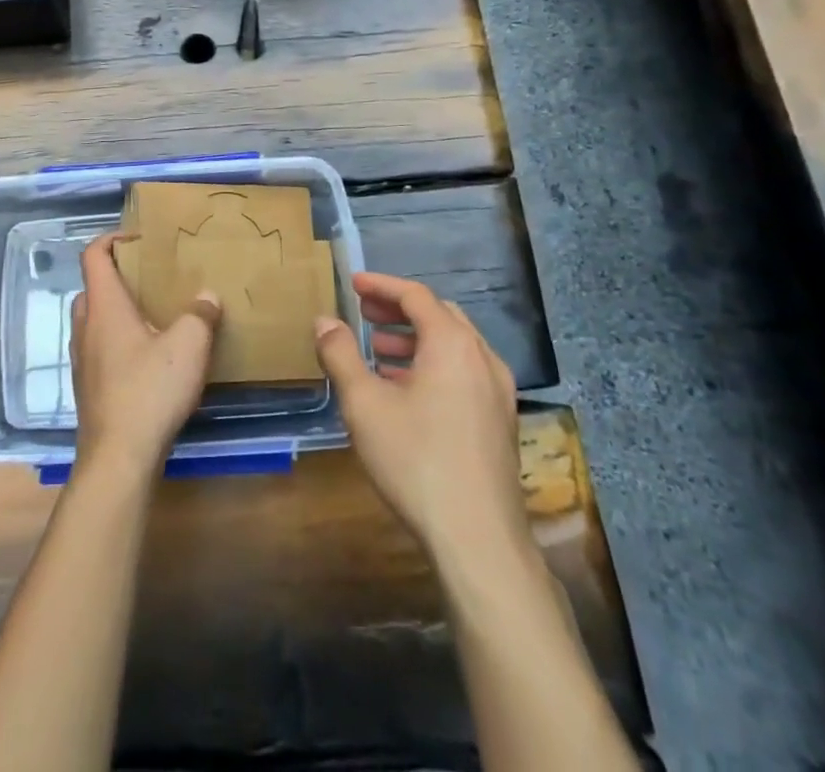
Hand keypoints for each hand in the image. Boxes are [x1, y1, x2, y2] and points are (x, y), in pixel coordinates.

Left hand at [70, 233, 220, 478]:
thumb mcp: (188, 347)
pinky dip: (117, 342)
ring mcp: (82, 359)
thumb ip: (200, 316)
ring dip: (117, 312)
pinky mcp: (87, 387)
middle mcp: (86, 326)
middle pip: (93, 287)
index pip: (93, 256)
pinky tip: (147, 360)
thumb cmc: (149, 390)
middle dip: (117, 278)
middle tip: (149, 280)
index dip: (111, 239)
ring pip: (94, 320)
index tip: (137, 239)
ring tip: (153, 318)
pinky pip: (99, 349)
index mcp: (104, 306)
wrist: (117, 457)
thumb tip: (207, 296)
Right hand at [315, 273, 534, 577]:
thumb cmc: (416, 461)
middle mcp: (482, 359)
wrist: (479, 541)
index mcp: (453, 344)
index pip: (416, 296)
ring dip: (415, 340)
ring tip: (378, 353)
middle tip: (364, 314)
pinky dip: (433, 366)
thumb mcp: (364, 403)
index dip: (381, 285)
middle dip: (399, 310)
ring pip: (454, 347)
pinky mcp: (500, 423)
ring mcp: (498, 393)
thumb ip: (340, 354)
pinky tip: (406, 392)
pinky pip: (464, 374)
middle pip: (439, 316)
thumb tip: (324, 321)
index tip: (353, 284)